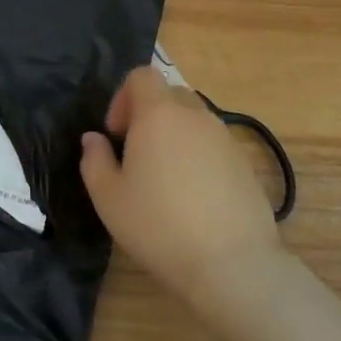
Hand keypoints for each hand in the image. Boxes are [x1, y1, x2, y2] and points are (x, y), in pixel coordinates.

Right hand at [80, 66, 285, 309]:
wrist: (232, 265)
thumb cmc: (159, 225)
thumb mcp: (108, 198)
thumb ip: (94, 160)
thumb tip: (94, 139)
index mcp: (158, 114)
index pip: (141, 76)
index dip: (123, 98)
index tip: (117, 135)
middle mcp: (195, 116)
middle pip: (169, 95)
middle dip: (149, 116)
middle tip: (137, 156)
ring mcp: (226, 139)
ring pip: (194, 122)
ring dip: (175, 138)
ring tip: (166, 181)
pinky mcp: (246, 165)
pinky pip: (214, 147)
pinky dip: (199, 159)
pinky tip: (194, 199)